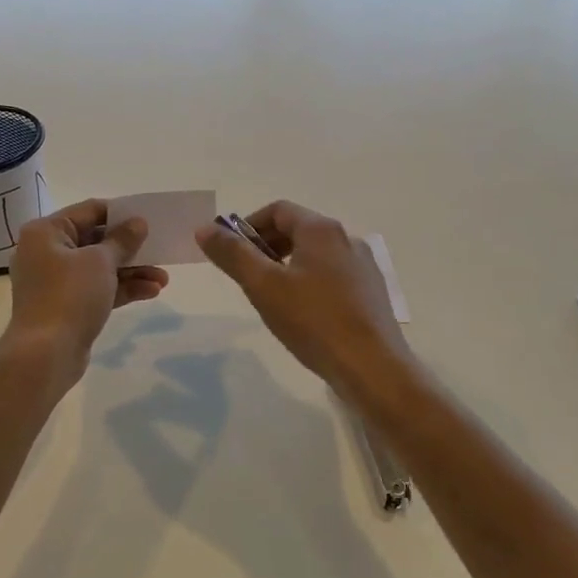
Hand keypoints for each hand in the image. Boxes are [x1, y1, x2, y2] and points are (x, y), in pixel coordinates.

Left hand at [2, 198, 168, 385]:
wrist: (45, 355)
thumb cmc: (69, 296)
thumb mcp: (100, 261)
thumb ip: (122, 239)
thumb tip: (138, 222)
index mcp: (46, 232)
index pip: (89, 210)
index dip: (121, 213)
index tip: (148, 218)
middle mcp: (46, 252)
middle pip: (96, 240)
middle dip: (130, 248)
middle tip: (160, 249)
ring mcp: (55, 282)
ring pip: (99, 268)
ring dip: (132, 271)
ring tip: (163, 279)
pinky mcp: (66, 306)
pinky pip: (97, 289)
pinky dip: (121, 288)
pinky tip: (151, 292)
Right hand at [195, 200, 413, 395]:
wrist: (373, 367)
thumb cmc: (314, 321)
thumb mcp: (264, 286)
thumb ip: (233, 254)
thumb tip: (205, 228)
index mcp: (321, 230)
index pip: (278, 210)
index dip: (249, 226)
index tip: (232, 252)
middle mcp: (347, 238)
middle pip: (298, 229)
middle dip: (267, 246)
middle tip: (248, 276)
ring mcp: (364, 265)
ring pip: (316, 254)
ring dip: (288, 265)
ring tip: (273, 297)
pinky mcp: (372, 291)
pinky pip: (333, 275)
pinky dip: (311, 282)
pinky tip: (304, 314)